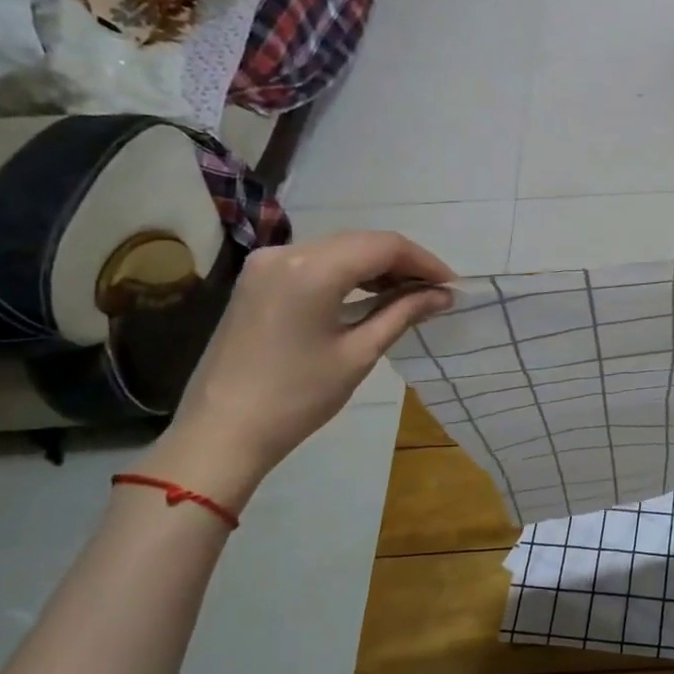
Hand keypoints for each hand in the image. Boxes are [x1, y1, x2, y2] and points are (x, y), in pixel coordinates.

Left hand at [142, 231, 453, 504]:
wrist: (221, 432)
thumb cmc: (297, 397)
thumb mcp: (359, 354)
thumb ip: (403, 313)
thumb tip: (443, 295)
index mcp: (312, 269)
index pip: (384, 246)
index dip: (424, 262)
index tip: (452, 286)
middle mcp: (287, 252)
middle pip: (361, 242)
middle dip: (403, 263)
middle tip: (436, 291)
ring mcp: (267, 263)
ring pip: (339, 249)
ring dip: (377, 267)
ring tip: (410, 294)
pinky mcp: (258, 279)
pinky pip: (316, 262)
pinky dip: (348, 273)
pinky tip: (370, 294)